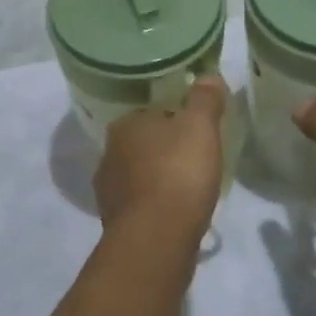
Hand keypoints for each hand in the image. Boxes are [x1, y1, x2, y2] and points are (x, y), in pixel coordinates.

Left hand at [94, 78, 227, 246]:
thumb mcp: (200, 127)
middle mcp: (108, 154)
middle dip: (165, 149)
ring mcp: (109, 191)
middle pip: (143, 143)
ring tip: (189, 186)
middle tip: (196, 156)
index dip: (175, 117)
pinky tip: (177, 212)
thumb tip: (208, 75)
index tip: (196, 128)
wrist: (156, 240)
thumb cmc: (177, 173)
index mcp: (124, 125)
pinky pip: (141, 204)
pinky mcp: (116, 223)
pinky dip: (157, 205)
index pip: (150, 112)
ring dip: (159, 178)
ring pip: (139, 175)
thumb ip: (204, 99)